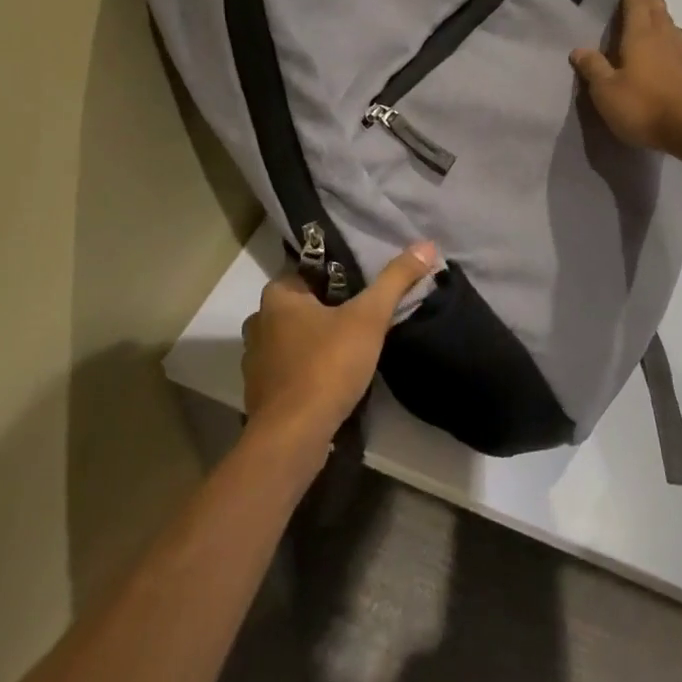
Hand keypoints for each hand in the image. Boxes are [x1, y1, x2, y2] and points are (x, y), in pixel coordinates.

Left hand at [240, 242, 439, 451]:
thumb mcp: (369, 317)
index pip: (309, 270)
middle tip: (365, 314)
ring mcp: (255, 360)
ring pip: (295, 338)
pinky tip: (334, 377)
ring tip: (353, 346)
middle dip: (330, 308)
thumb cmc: (327, 365)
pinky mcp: (261, 393)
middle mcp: (258, 322)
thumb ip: (395, 280)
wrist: (293, 437)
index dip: (338, 275)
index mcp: (277, 296)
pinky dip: (309, 368)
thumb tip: (426, 244)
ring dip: (318, 340)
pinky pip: (290, 368)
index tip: (365, 284)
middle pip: (302, 305)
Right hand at [571, 0, 681, 155]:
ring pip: (672, 28)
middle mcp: (666, 37)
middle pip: (658, 9)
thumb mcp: (607, 92)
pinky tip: (666, 59)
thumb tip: (579, 49)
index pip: (636, 1)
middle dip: (647, 1)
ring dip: (661, 21)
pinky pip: (681, 50)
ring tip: (649, 26)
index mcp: (641, 35)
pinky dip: (671, 46)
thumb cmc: (645, 107)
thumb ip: (593, 68)